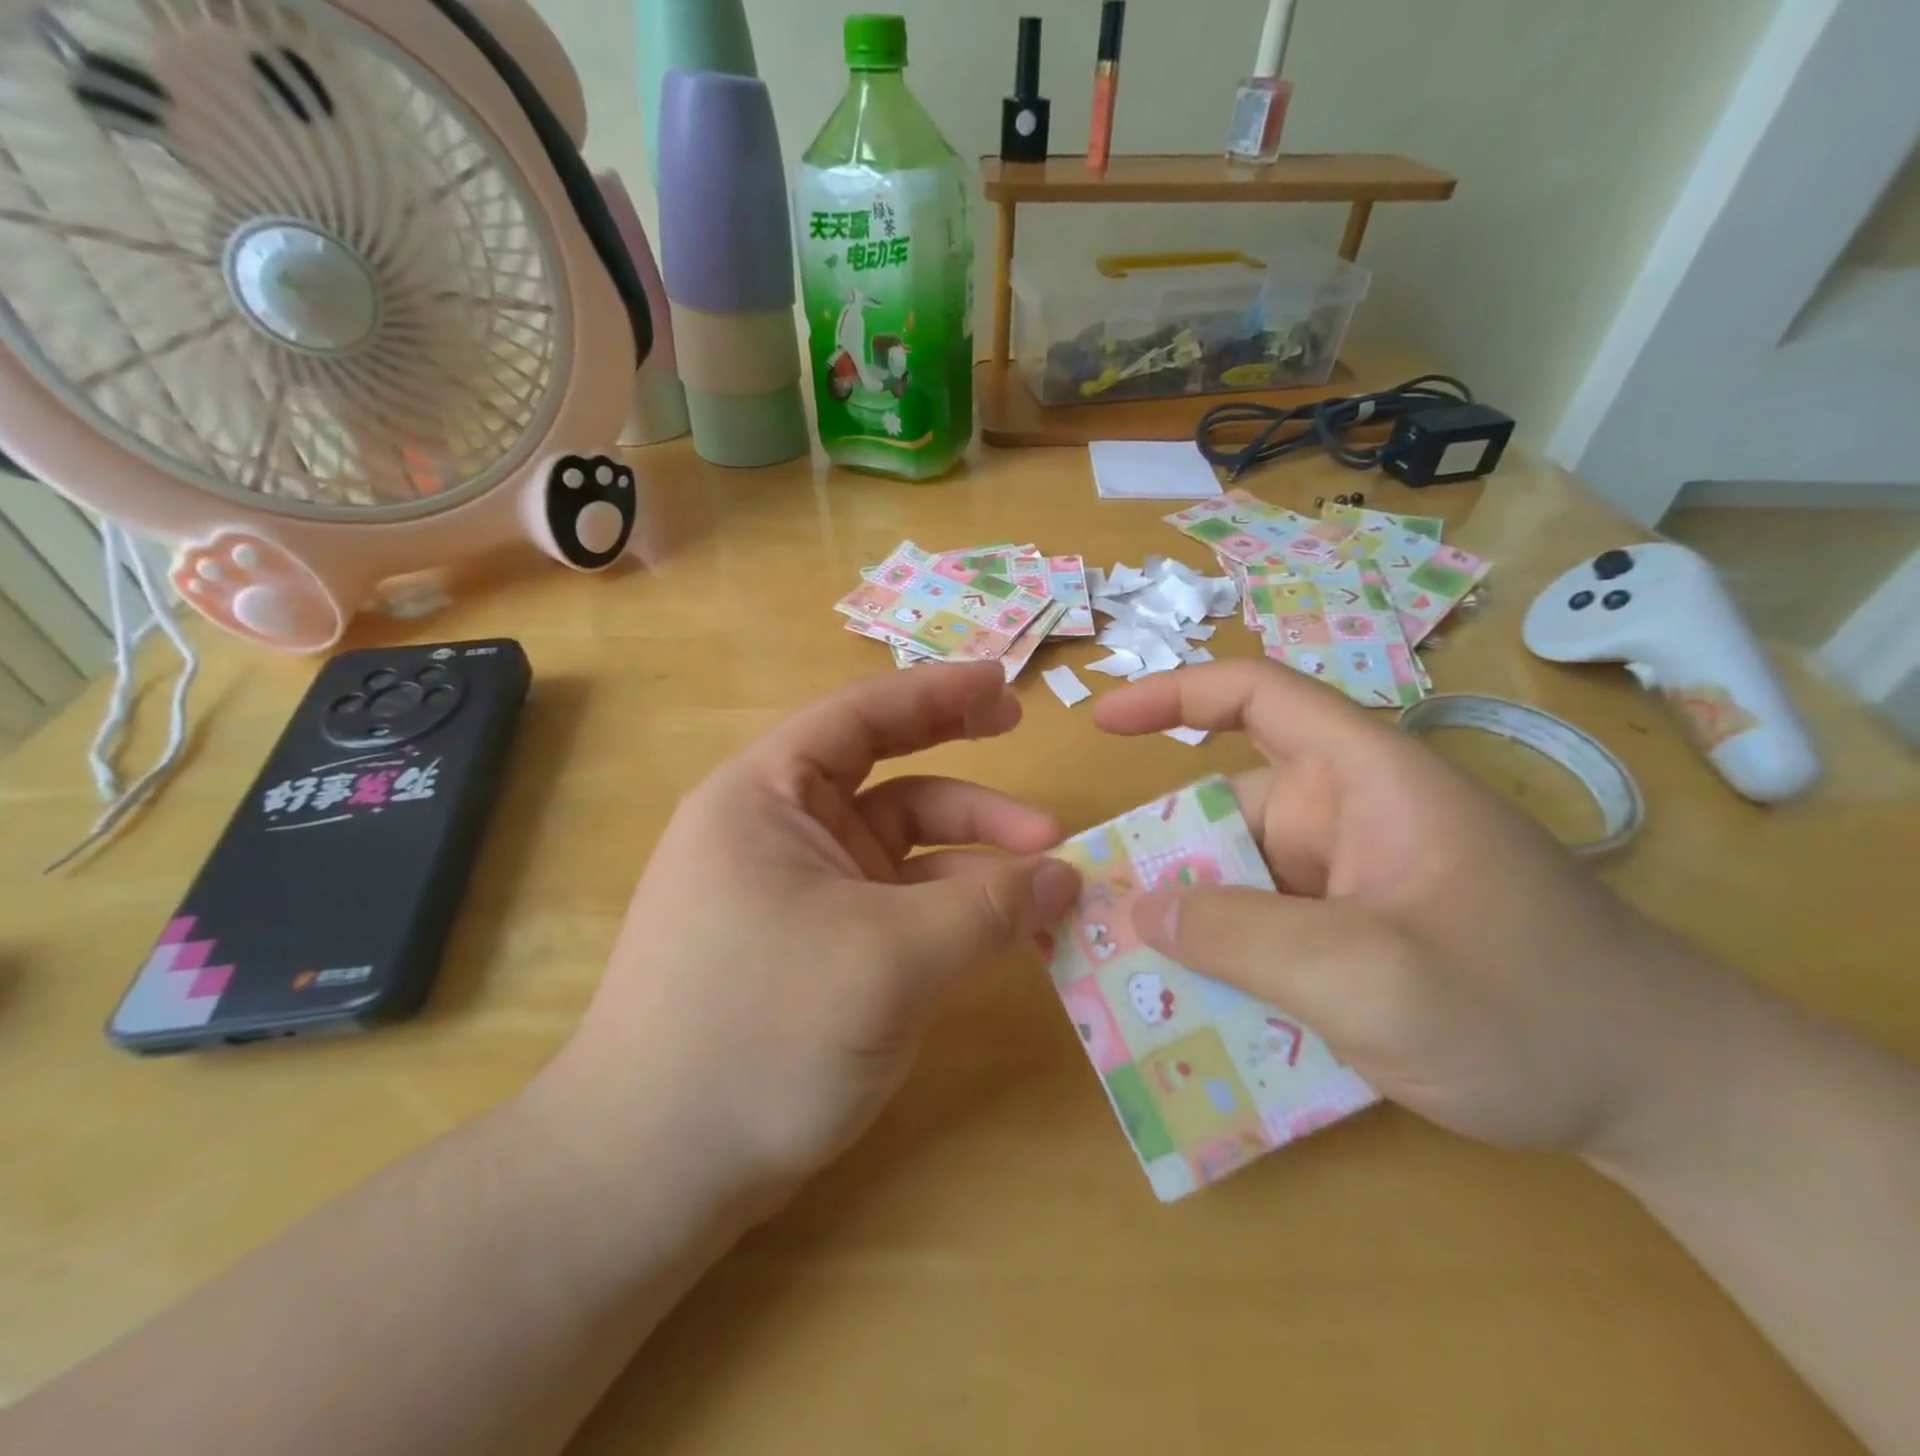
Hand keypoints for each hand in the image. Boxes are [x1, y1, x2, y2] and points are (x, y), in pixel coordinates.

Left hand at [536, 663, 1080, 1204]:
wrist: (652, 1175)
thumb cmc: (758, 1034)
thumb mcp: (889, 960)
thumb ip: (988, 911)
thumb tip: (1067, 877)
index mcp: (766, 796)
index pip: (861, 718)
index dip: (939, 693)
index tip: (1007, 686)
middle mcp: (779, 832)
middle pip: (889, 779)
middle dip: (968, 781)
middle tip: (1037, 779)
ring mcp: (797, 893)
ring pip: (902, 852)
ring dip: (974, 860)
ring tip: (1050, 881)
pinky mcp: (814, 947)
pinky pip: (896, 907)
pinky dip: (951, 910)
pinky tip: (1005, 930)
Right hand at [1093, 661, 1736, 1159]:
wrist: (1671, 1103)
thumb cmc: (1530, 1011)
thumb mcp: (1372, 977)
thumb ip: (1243, 937)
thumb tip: (1140, 907)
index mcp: (1364, 780)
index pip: (1260, 697)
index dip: (1175, 694)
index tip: (1104, 723)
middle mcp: (1349, 818)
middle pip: (1228, 814)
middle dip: (1164, 863)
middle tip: (1091, 920)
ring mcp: (1353, 881)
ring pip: (1242, 883)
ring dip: (1192, 929)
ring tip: (1125, 983)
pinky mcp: (1358, 935)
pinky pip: (1269, 933)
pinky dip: (1228, 965)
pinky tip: (1196, 1019)